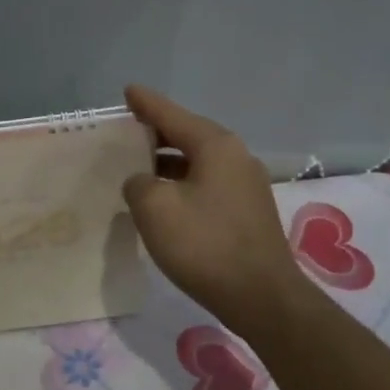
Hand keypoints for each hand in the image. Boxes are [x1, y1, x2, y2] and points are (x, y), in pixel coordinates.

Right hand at [121, 85, 305, 330]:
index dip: (146, 103)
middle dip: (157, 132)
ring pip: (199, 161)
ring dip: (169, 162)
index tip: (128, 91)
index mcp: (215, 146)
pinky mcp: (248, 212)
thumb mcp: (154, 208)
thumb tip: (143, 182)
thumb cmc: (204, 244)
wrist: (262, 298)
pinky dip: (183, 182)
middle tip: (127, 131)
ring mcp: (246, 185)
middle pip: (188, 135)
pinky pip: (207, 184)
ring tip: (139, 167)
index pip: (172, 114)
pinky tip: (165, 200)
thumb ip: (139, 183)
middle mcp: (236, 157)